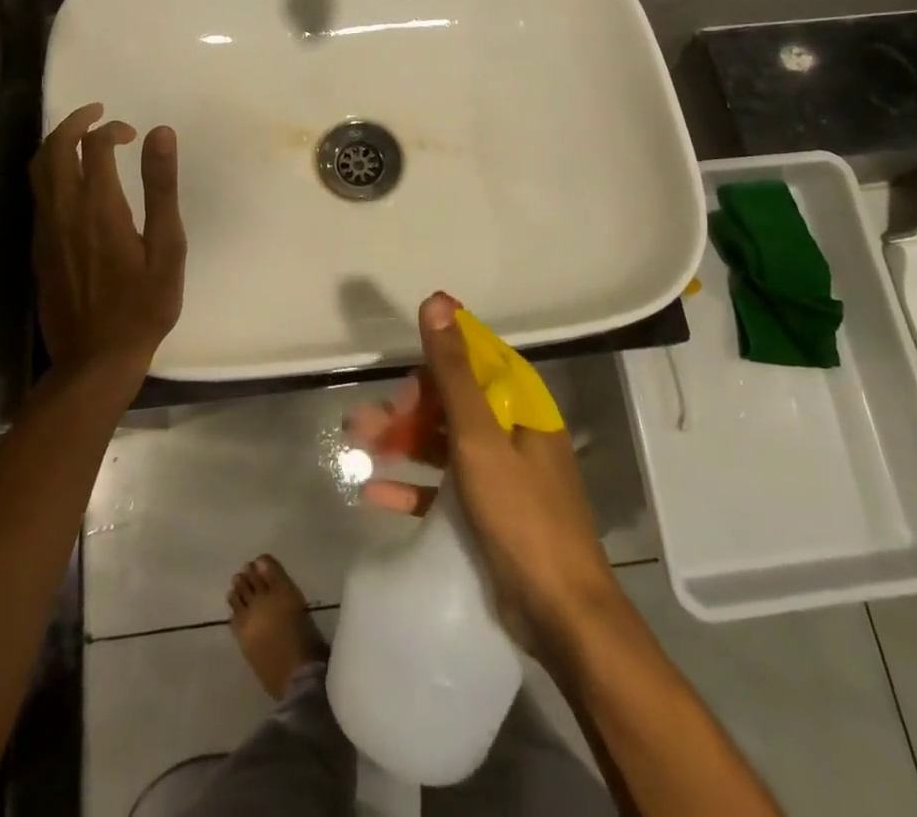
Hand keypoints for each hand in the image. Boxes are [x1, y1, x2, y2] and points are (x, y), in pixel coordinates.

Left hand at [30, 103, 185, 381]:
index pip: (94, 146)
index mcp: (99, 207)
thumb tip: (159, 133)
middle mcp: (63, 211)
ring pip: (38, 170)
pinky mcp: (38, 248)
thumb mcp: (167, 247)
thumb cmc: (143, 305)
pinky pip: (38, 194)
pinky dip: (51, 171)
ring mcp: (45, 230)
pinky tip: (73, 181)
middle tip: (98, 114)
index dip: (111, 129)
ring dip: (57, 144)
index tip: (132, 134)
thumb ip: (161, 188)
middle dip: (74, 123)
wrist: (95, 359)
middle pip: (55, 149)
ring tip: (81, 138)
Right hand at [347, 292, 617, 646]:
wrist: (561, 615)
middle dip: (406, 407)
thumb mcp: (479, 437)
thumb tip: (436, 302)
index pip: (475, 359)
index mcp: (520, 405)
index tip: (398, 367)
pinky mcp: (487, 512)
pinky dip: (412, 486)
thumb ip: (454, 371)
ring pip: (442, 442)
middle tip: (364, 420)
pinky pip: (443, 488)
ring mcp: (500, 473)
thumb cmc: (521, 515)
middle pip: (451, 402)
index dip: (435, 357)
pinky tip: (374, 492)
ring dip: (401, 441)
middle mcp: (511, 431)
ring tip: (356, 444)